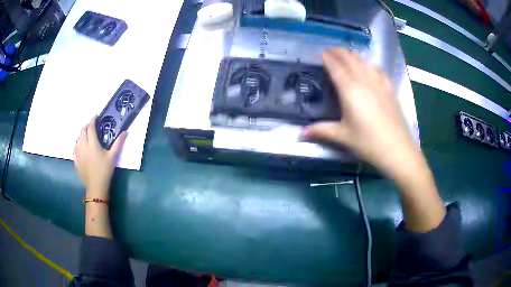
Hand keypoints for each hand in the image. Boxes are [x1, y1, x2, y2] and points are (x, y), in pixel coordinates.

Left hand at [74, 116, 126, 197]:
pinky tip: (81, 147)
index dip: (93, 120)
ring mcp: (78, 153)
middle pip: (82, 131)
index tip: (96, 117)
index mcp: (92, 143)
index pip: (90, 127)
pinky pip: (75, 148)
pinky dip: (78, 144)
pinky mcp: (76, 160)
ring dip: (82, 135)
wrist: (96, 186)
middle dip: (87, 126)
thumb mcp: (113, 157)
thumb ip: (118, 143)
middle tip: (92, 126)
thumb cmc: (105, 171)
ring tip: (87, 136)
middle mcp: (83, 146)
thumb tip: (126, 132)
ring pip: (78, 139)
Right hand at [303, 49, 417, 175]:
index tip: (320, 52)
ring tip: (346, 56)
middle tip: (329, 51)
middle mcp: (364, 80)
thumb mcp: (343, 136)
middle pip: (350, 59)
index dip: (327, 57)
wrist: (397, 149)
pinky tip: (369, 67)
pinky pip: (378, 69)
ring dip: (353, 55)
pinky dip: (369, 64)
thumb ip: (321, 130)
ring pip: (364, 61)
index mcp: (349, 89)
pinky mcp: (389, 89)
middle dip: (338, 52)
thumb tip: (301, 134)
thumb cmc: (368, 142)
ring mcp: (379, 83)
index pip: (335, 66)